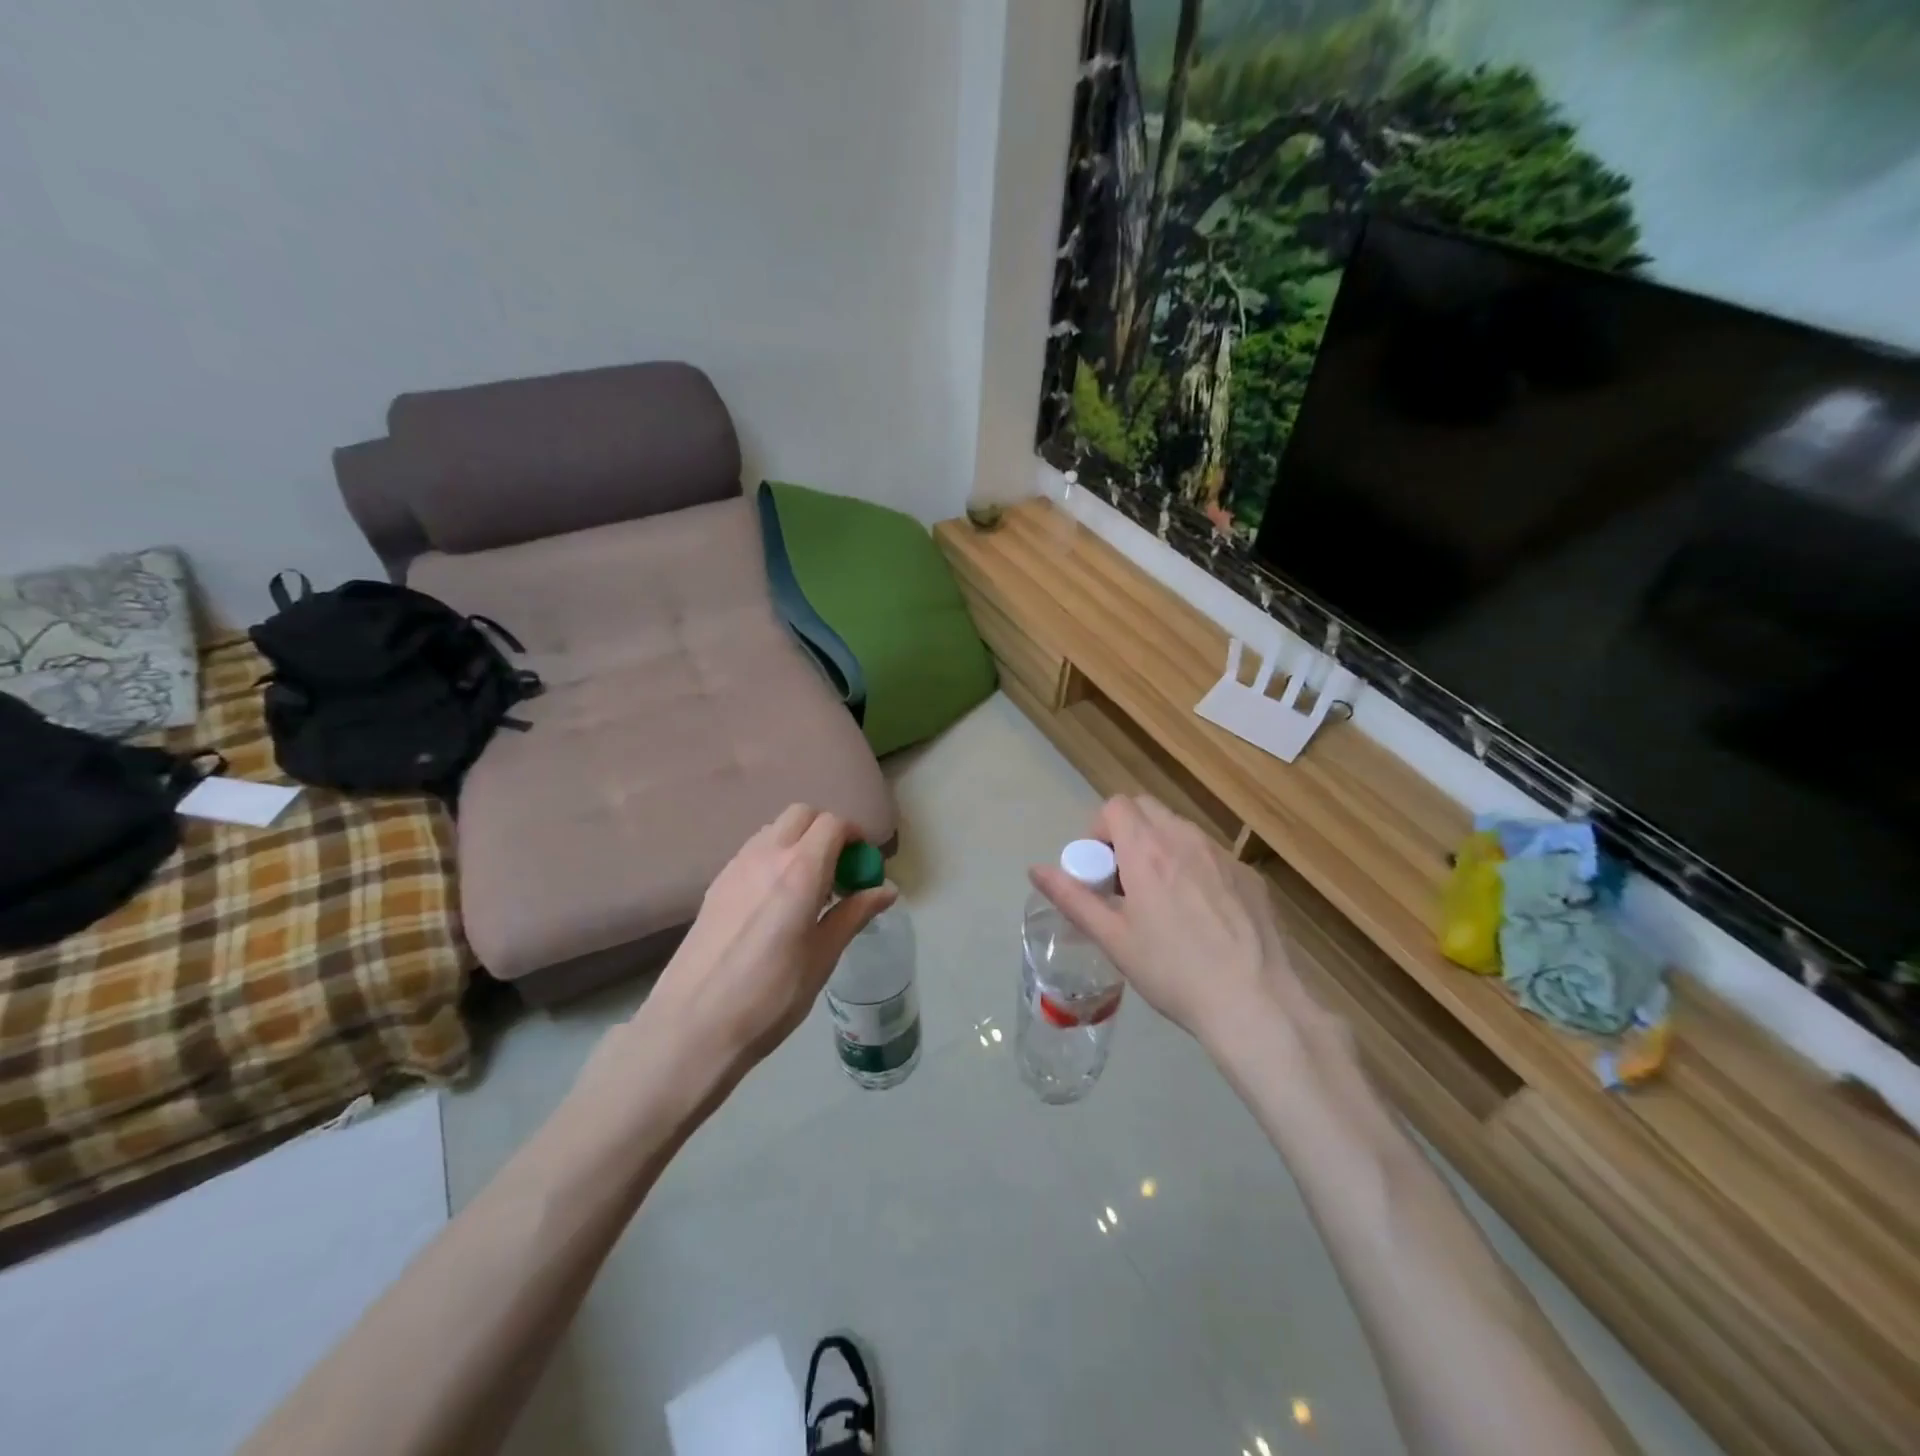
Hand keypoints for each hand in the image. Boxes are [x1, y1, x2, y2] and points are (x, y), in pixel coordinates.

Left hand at [630, 805, 894, 1085]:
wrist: (692, 1027)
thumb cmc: (770, 996)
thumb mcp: (822, 958)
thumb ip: (854, 915)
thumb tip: (887, 889)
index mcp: (800, 871)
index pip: (833, 824)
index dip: (854, 837)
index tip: (863, 865)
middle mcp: (766, 856)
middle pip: (802, 814)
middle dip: (826, 831)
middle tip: (838, 871)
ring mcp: (736, 867)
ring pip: (774, 829)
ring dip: (798, 841)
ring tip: (808, 887)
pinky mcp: (716, 885)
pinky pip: (753, 851)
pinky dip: (773, 857)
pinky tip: (775, 902)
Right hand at [1029, 795, 1313, 1052]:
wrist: (1255, 1003)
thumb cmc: (1173, 971)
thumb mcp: (1113, 939)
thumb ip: (1072, 898)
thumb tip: (1035, 869)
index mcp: (1148, 850)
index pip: (1116, 805)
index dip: (1099, 829)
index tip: (1100, 868)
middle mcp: (1186, 839)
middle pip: (1148, 810)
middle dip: (1128, 834)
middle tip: (1125, 881)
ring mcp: (1223, 855)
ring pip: (1181, 831)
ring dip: (1162, 849)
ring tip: (1163, 901)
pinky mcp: (1250, 876)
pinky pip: (1211, 856)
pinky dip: (1195, 869)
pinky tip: (1203, 917)